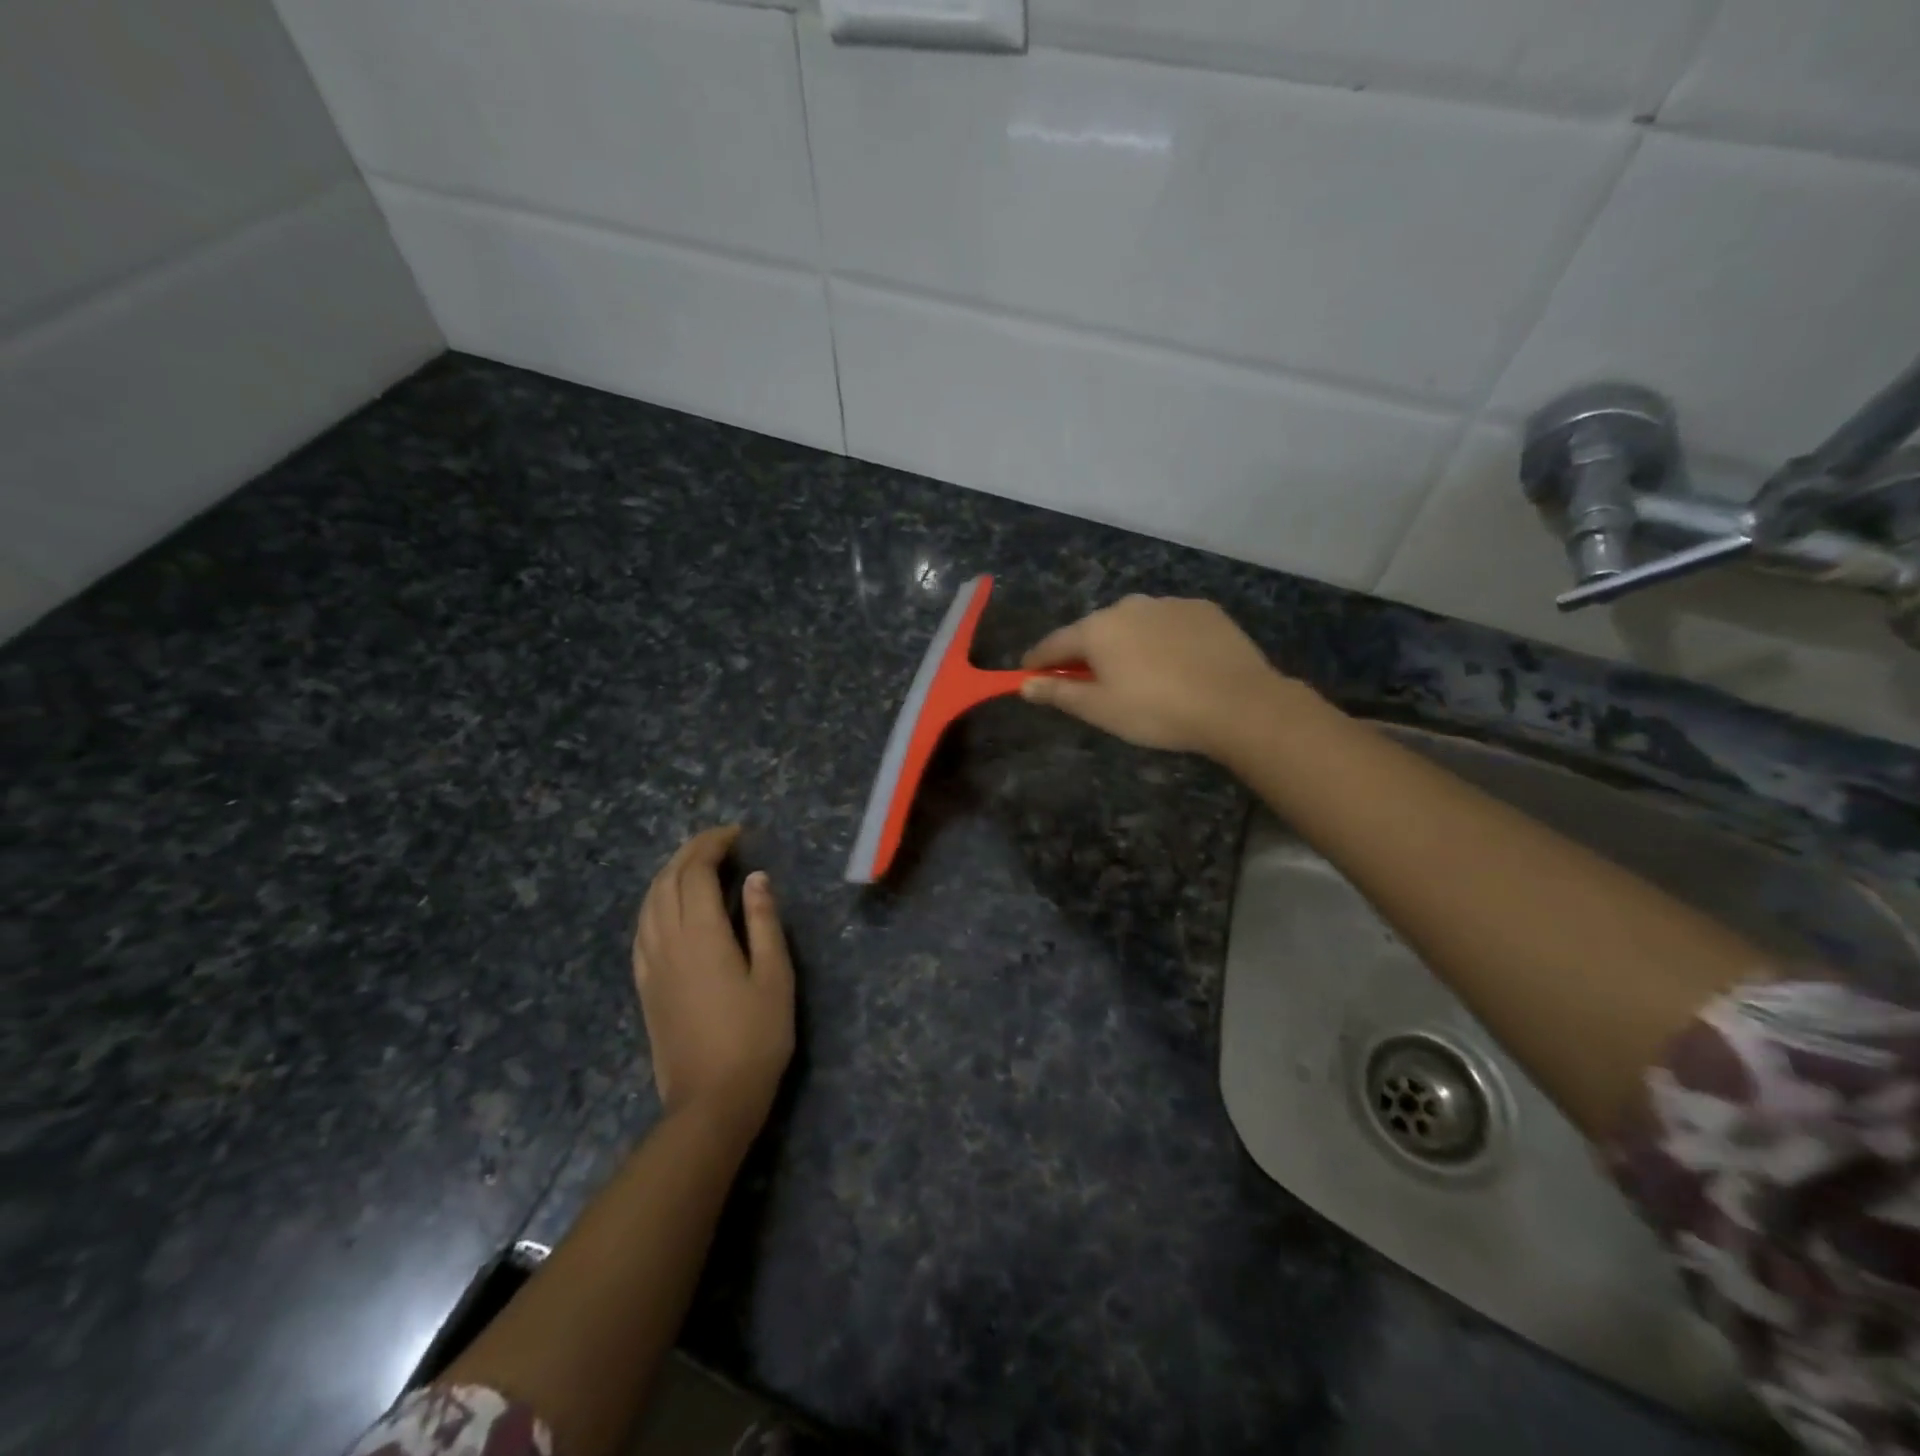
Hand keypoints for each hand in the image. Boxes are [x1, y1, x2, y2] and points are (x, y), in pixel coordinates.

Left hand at [632, 826, 793, 1131]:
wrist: (711, 1099)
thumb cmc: (755, 1036)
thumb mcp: (774, 976)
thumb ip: (764, 922)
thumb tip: (755, 877)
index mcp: (702, 935)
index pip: (696, 872)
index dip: (713, 845)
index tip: (737, 833)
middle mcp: (668, 941)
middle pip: (667, 881)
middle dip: (690, 852)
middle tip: (719, 841)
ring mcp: (650, 964)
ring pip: (648, 903)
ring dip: (668, 873)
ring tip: (694, 864)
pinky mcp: (644, 985)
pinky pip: (641, 929)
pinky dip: (654, 903)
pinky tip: (667, 907)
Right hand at [1020, 595, 1292, 757]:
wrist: (1237, 703)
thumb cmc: (1157, 711)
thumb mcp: (1100, 710)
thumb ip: (1058, 693)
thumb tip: (1023, 684)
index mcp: (1097, 629)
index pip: (1054, 643)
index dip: (1037, 661)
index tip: (1027, 673)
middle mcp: (1128, 605)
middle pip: (1095, 631)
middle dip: (1086, 653)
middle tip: (1090, 682)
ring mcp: (1168, 604)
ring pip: (1134, 624)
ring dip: (1127, 644)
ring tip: (1140, 675)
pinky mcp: (1203, 610)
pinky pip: (1169, 624)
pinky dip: (1163, 640)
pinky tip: (1177, 664)